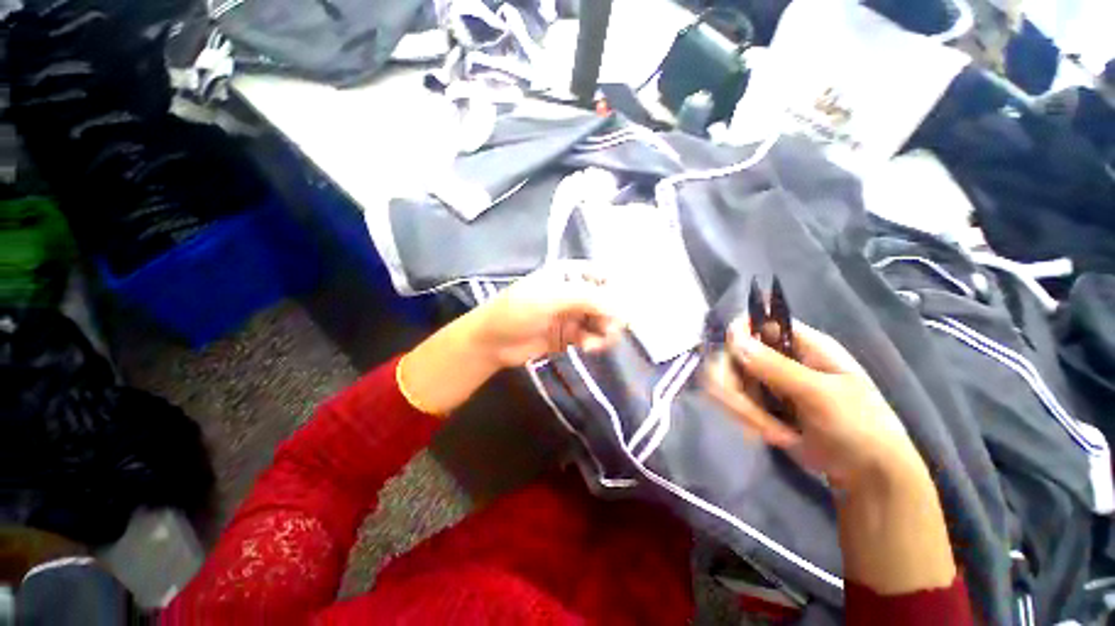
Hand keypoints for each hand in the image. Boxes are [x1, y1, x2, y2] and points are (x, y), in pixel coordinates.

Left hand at [471, 261, 625, 368]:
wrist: (492, 342)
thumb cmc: (517, 311)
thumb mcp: (551, 299)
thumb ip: (587, 299)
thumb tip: (622, 307)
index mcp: (568, 275)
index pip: (603, 275)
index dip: (617, 289)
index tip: (625, 306)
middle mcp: (574, 292)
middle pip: (607, 300)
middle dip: (612, 314)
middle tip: (610, 328)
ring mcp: (573, 314)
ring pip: (602, 320)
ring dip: (606, 330)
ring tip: (599, 341)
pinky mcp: (570, 335)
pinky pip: (593, 337)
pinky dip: (595, 342)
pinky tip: (588, 347)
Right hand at [703, 319, 924, 490]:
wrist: (868, 476)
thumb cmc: (860, 428)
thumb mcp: (822, 396)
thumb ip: (776, 367)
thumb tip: (733, 338)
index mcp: (799, 343)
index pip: (752, 324)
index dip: (736, 337)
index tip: (733, 361)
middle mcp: (776, 357)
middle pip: (730, 356)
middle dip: (735, 388)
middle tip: (754, 418)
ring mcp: (765, 381)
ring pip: (726, 381)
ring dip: (742, 409)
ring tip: (774, 434)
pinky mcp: (758, 404)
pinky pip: (732, 401)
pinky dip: (745, 419)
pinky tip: (772, 436)